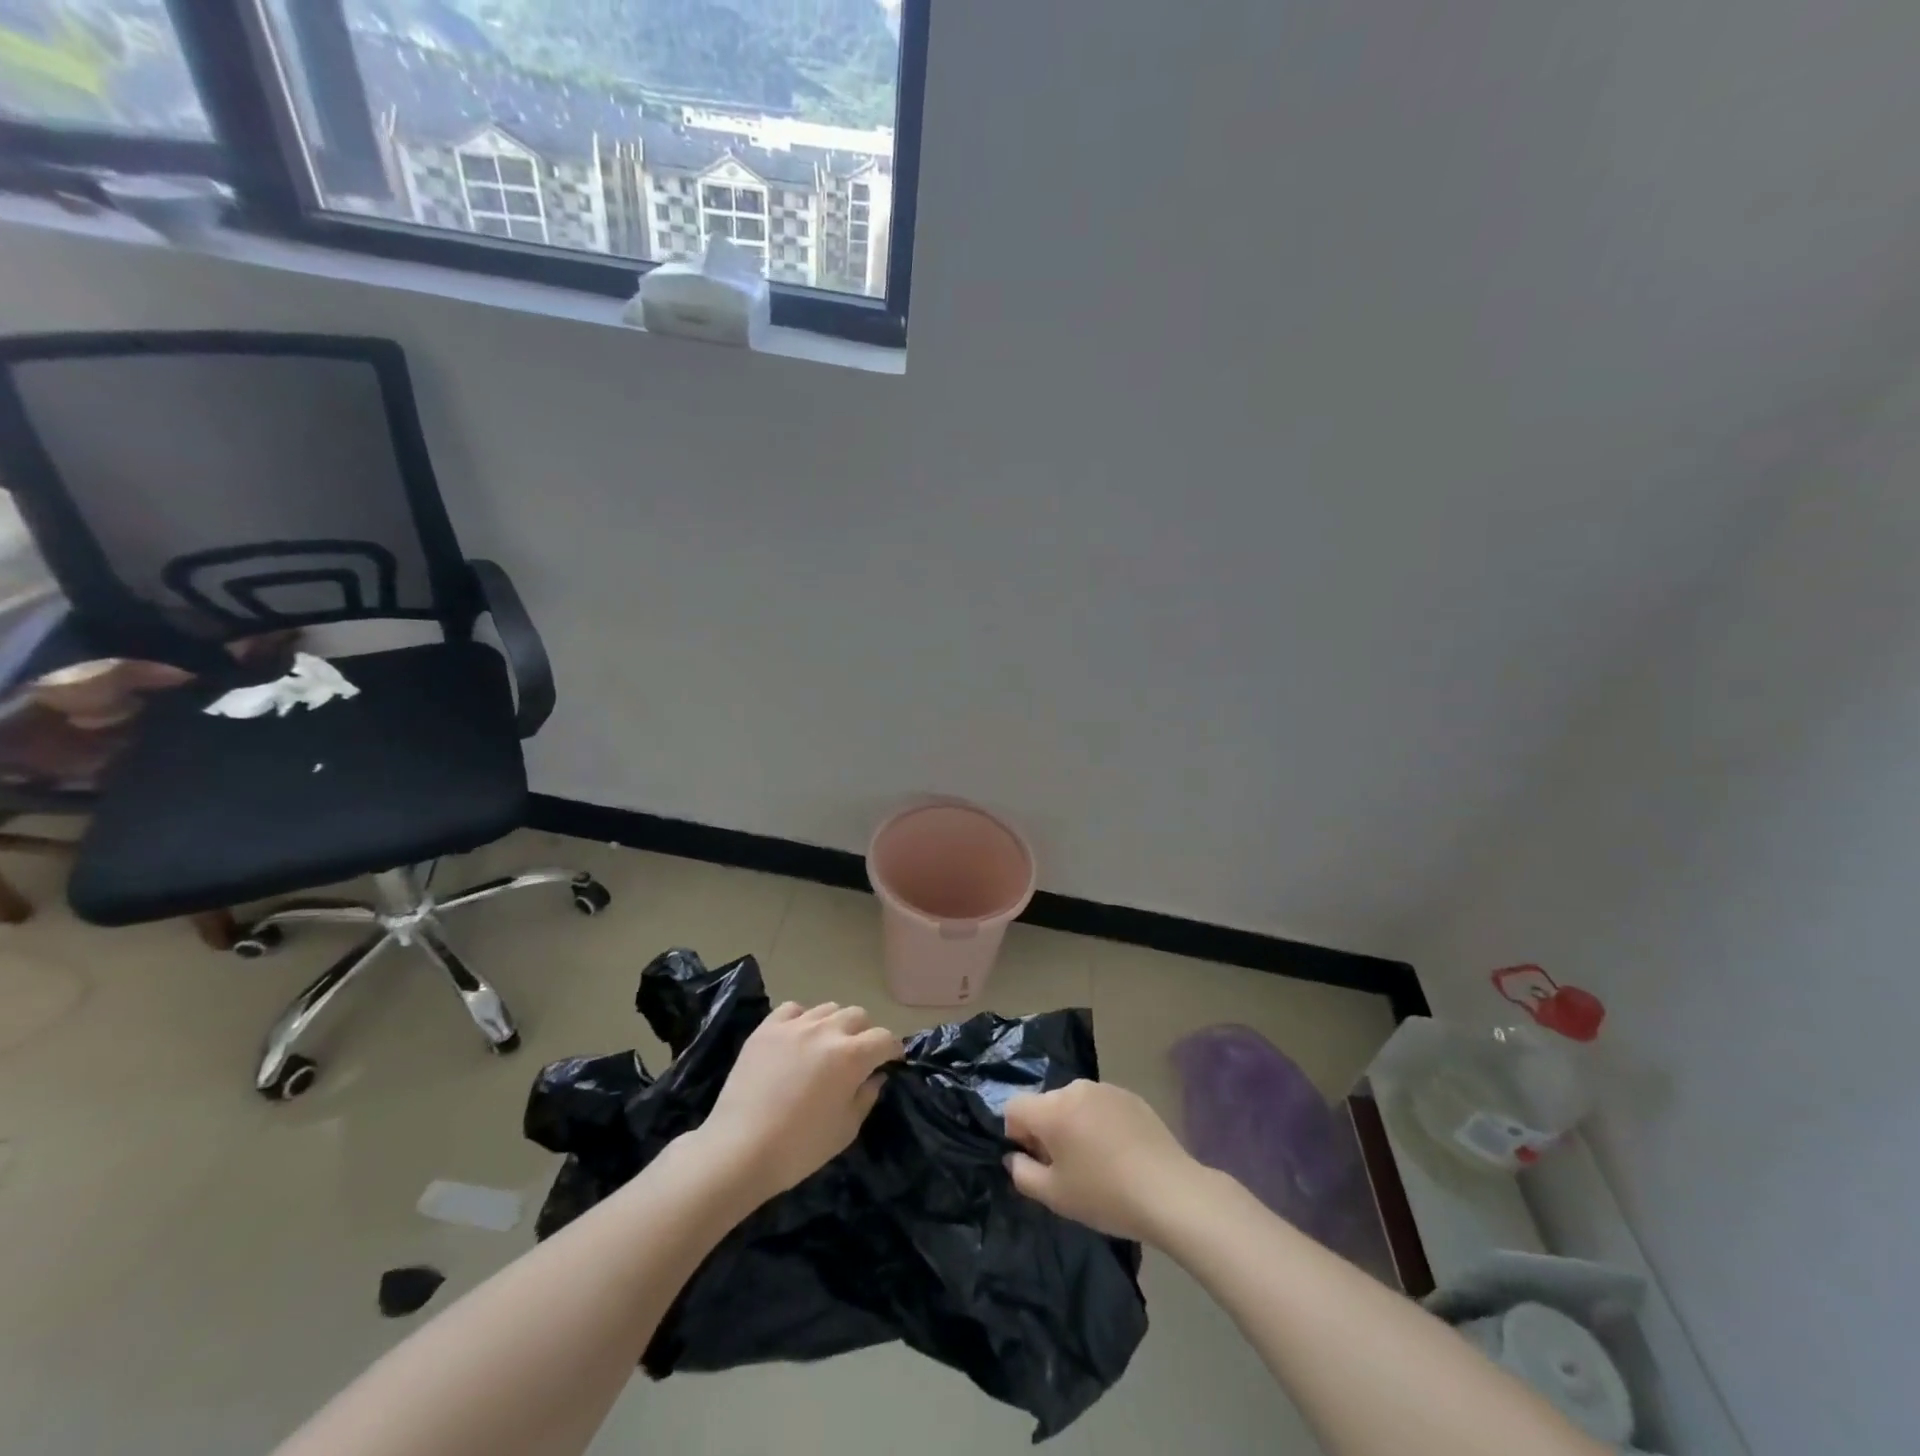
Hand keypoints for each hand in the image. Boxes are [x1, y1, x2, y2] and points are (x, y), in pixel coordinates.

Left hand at [697, 1001, 902, 1203]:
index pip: (884, 1038)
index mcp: (852, 1056)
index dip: (892, 1049)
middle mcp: (827, 1031)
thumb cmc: (799, 1148)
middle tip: (858, 1057)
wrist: (739, 1149)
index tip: (891, 1061)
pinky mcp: (767, 1028)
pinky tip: (797, 1038)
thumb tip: (875, 1076)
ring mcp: (795, 1025)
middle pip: (858, 1015)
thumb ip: (865, 1097)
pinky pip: (793, 1009)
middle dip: (865, 1033)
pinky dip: (802, 1019)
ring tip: (826, 1046)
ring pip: (828, 1008)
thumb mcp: (845, 1130)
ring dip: (835, 1024)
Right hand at [1003, 1080, 1203, 1241]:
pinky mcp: (1130, 1096)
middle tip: (1068, 1168)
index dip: (1017, 1135)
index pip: (1014, 1107)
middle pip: (1046, 1105)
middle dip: (1047, 1131)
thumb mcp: (1055, 1196)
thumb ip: (1022, 1174)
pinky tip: (1120, 1153)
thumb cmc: (1105, 1195)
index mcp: (1052, 1109)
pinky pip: (1101, 1106)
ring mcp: (1106, 1089)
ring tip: (1097, 1161)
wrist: (1170, 1192)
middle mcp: (1076, 1089)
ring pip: (1074, 1104)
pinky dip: (1100, 1123)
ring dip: (1074, 1126)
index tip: (1038, 1162)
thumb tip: (1014, 1156)